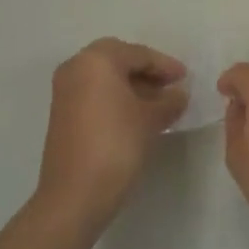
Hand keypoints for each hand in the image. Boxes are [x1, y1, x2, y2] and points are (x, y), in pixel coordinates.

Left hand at [36, 39, 187, 235]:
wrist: (75, 194)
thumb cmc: (117, 144)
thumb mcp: (151, 119)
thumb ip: (169, 100)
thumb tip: (178, 94)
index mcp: (96, 60)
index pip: (138, 54)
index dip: (165, 65)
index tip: (186, 78)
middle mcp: (76, 67)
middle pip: (118, 60)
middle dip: (146, 71)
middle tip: (171, 86)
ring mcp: (65, 91)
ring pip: (105, 78)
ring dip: (132, 85)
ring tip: (159, 103)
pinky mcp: (62, 113)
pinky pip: (94, 93)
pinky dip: (116, 98)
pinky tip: (137, 115)